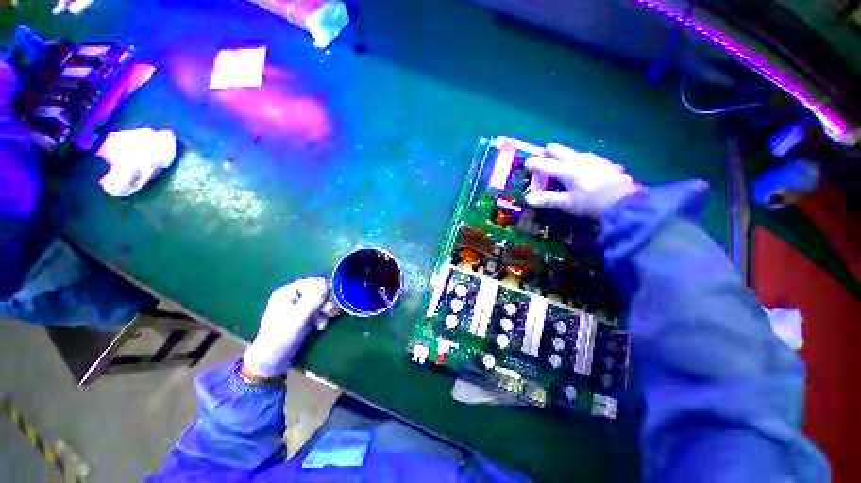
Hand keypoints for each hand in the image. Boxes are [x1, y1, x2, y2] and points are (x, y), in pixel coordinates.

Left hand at [242, 278, 328, 378]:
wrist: (272, 362)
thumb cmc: (281, 337)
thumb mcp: (298, 318)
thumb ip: (313, 300)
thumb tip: (328, 283)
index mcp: (288, 291)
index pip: (314, 282)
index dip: (325, 291)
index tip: (330, 303)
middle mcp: (294, 296)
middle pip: (320, 291)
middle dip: (327, 302)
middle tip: (330, 313)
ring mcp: (300, 306)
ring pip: (322, 300)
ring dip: (327, 310)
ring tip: (324, 322)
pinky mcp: (305, 316)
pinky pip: (320, 310)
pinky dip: (324, 316)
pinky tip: (321, 326)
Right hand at [525, 143, 639, 218]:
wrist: (624, 202)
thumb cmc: (591, 203)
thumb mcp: (567, 204)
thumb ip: (547, 199)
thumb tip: (528, 199)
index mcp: (567, 170)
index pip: (545, 164)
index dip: (534, 164)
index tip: (526, 163)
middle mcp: (578, 160)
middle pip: (560, 150)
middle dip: (550, 152)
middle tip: (545, 154)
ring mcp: (593, 160)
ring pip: (574, 152)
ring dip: (564, 155)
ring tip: (561, 161)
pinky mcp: (604, 163)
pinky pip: (586, 157)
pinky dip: (578, 160)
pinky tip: (582, 167)